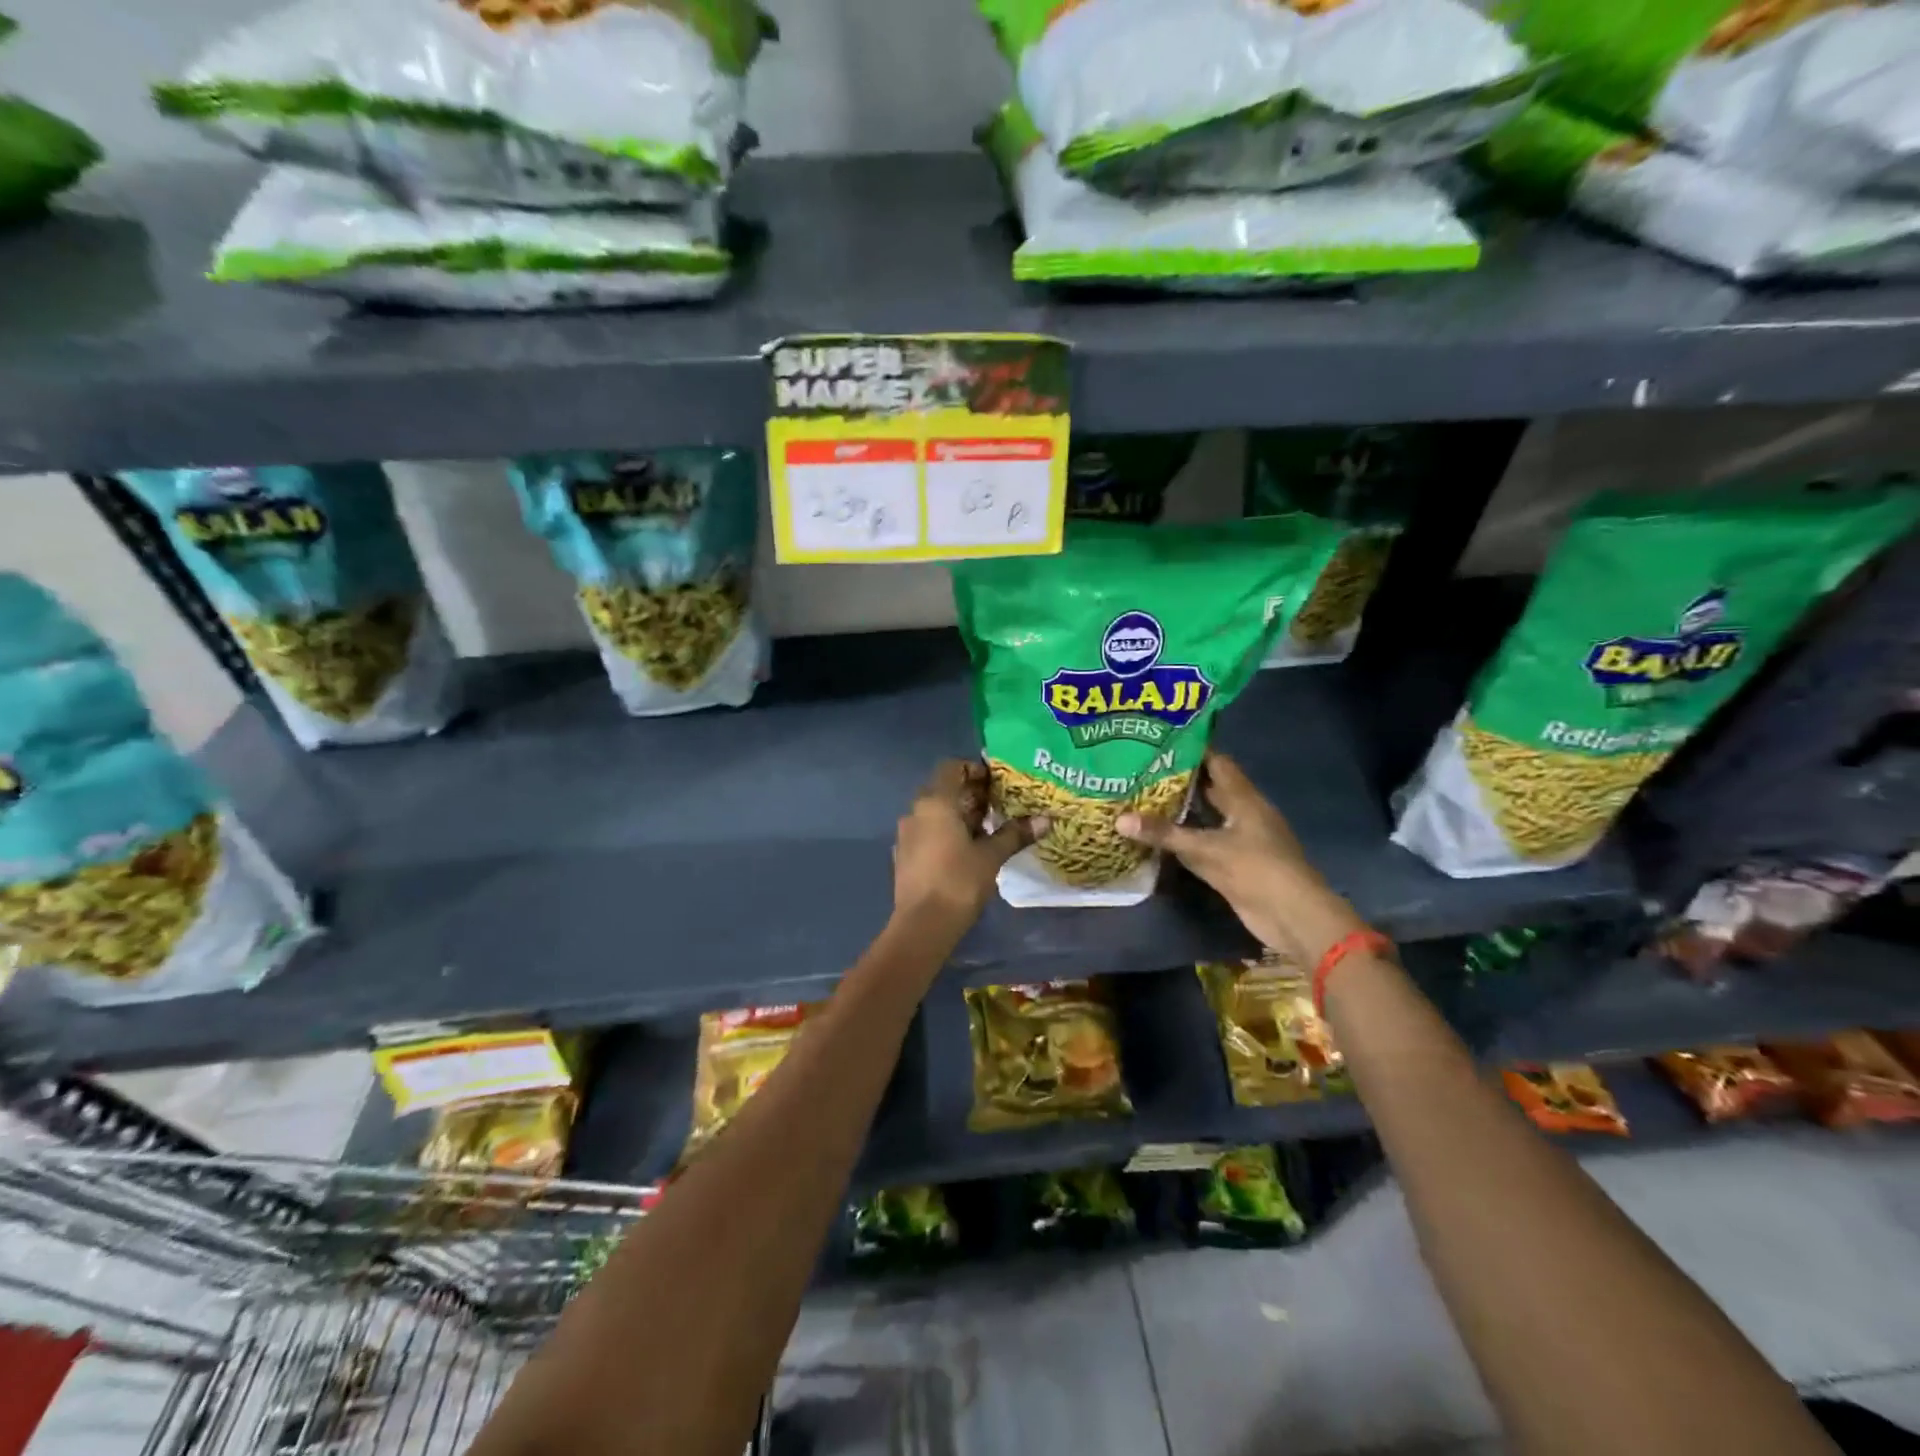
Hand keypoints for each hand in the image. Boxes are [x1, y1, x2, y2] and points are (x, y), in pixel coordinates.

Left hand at [892, 760, 1048, 927]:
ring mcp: (906, 834)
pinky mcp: (903, 856)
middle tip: (997, 805)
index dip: (973, 769)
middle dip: (969, 794)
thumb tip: (1045, 820)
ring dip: (958, 815)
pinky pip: (926, 832)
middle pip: (943, 790)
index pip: (951, 768)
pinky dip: (944, 832)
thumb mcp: (991, 856)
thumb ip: (1015, 834)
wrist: (922, 925)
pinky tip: (964, 851)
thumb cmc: (958, 882)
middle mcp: (915, 811)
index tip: (995, 782)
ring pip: (934, 813)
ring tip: (986, 829)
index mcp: (935, 802)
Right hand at [1117, 752, 1367, 965]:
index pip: (1217, 762)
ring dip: (1179, 810)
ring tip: (1140, 797)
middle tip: (1140, 768)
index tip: (1159, 740)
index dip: (1192, 749)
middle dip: (1178, 778)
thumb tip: (1118, 819)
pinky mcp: (1232, 865)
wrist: (1293, 917)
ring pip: (1204, 817)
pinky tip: (1156, 837)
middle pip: (1208, 788)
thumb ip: (1164, 833)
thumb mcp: (1207, 848)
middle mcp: (1241, 814)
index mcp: (1244, 798)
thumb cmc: (1257, 869)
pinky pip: (1202, 845)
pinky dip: (1181, 840)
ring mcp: (1238, 840)